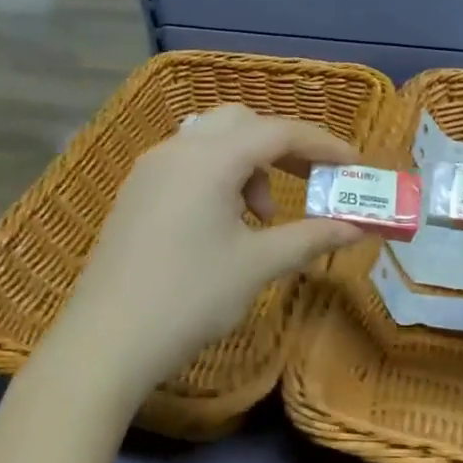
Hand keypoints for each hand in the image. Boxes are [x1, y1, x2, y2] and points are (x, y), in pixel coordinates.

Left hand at [44, 104, 364, 410]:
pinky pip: (186, 163)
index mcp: (210, 158)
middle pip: (242, 122)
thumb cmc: (190, 297)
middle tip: (307, 183)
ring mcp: (150, 169)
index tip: (353, 165)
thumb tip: (356, 228)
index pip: (278, 131)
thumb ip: (310, 237)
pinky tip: (222, 223)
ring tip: (260, 218)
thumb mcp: (257, 265)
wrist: (106, 339)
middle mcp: (177, 149)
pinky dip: (217, 176)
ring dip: (247, 164)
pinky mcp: (135, 192)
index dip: (322, 144)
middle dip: (281, 147)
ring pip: (211, 141)